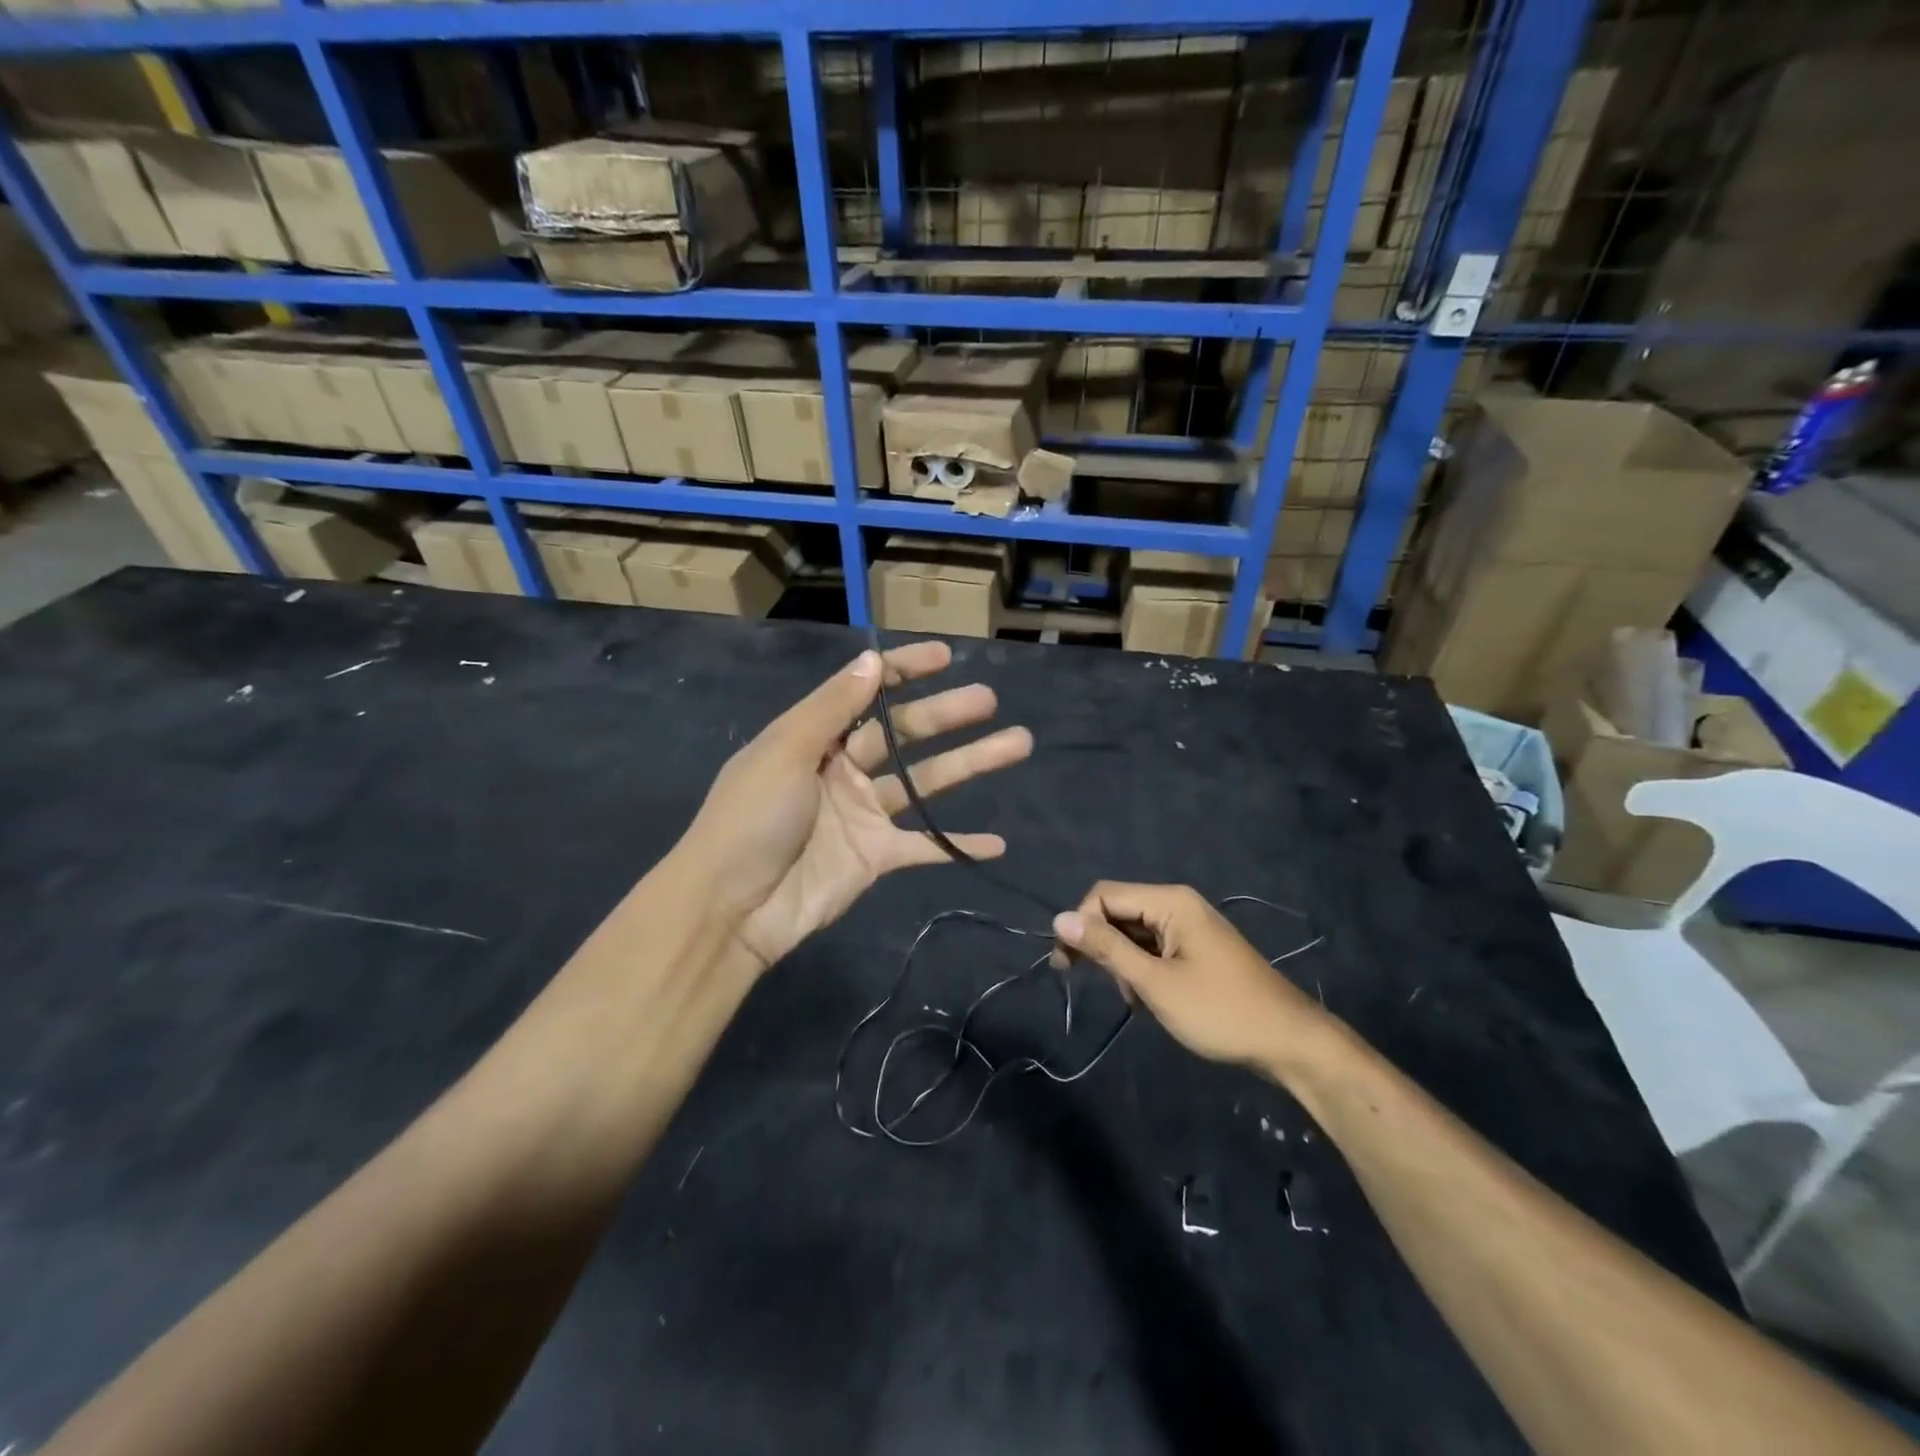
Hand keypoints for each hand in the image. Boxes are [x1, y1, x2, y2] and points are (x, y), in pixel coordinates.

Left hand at [676, 642, 1031, 971]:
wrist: (731, 909)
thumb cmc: (752, 819)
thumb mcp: (785, 752)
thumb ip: (832, 708)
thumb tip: (872, 660)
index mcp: (815, 738)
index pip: (865, 692)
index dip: (902, 672)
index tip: (944, 656)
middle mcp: (843, 769)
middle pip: (905, 734)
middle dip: (947, 714)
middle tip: (989, 700)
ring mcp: (863, 814)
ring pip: (926, 782)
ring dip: (970, 763)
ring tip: (1017, 743)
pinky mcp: (876, 857)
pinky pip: (925, 847)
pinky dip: (958, 844)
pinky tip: (997, 842)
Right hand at [1053, 882, 1328, 1067]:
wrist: (1289, 1042)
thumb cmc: (1218, 1011)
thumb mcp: (1154, 982)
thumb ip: (1106, 949)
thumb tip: (1060, 919)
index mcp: (1170, 901)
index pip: (1104, 895)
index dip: (1079, 924)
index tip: (1066, 965)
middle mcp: (1178, 904)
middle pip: (1118, 910)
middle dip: (1097, 943)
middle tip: (1077, 978)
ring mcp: (1190, 927)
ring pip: (1134, 932)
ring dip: (1120, 961)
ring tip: (1129, 998)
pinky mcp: (1196, 949)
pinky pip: (1153, 946)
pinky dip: (1140, 968)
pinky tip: (1145, 997)